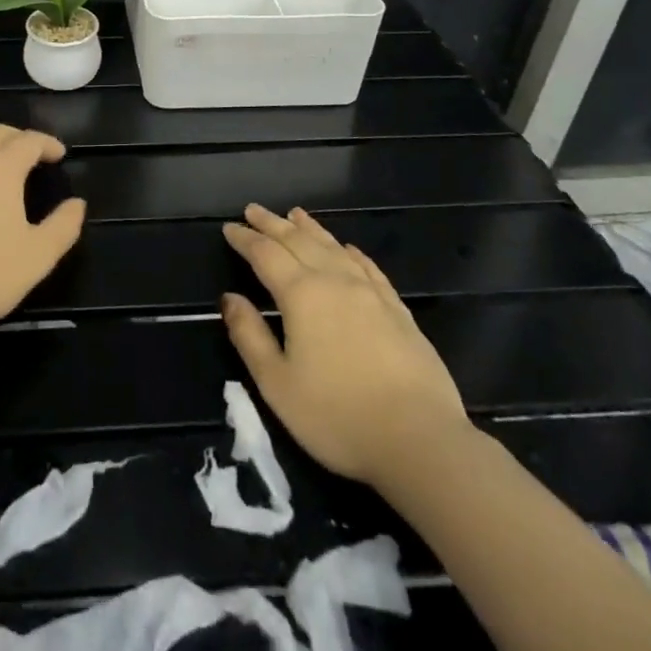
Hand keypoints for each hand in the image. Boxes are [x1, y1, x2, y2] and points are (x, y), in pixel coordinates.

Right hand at [221, 205, 470, 500]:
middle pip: (298, 241)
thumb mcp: (277, 384)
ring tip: (295, 214)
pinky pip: (368, 267)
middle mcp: (334, 281)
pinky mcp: (397, 310)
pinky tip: (347, 248)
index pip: (265, 254)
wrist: (421, 441)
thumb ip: (250, 336)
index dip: (245, 239)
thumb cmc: (337, 417)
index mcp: (301, 295)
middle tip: (253, 209)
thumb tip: (229, 298)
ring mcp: (370, 293)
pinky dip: (351, 251)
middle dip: (272, 224)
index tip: (229, 227)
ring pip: (333, 247)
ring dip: (310, 228)